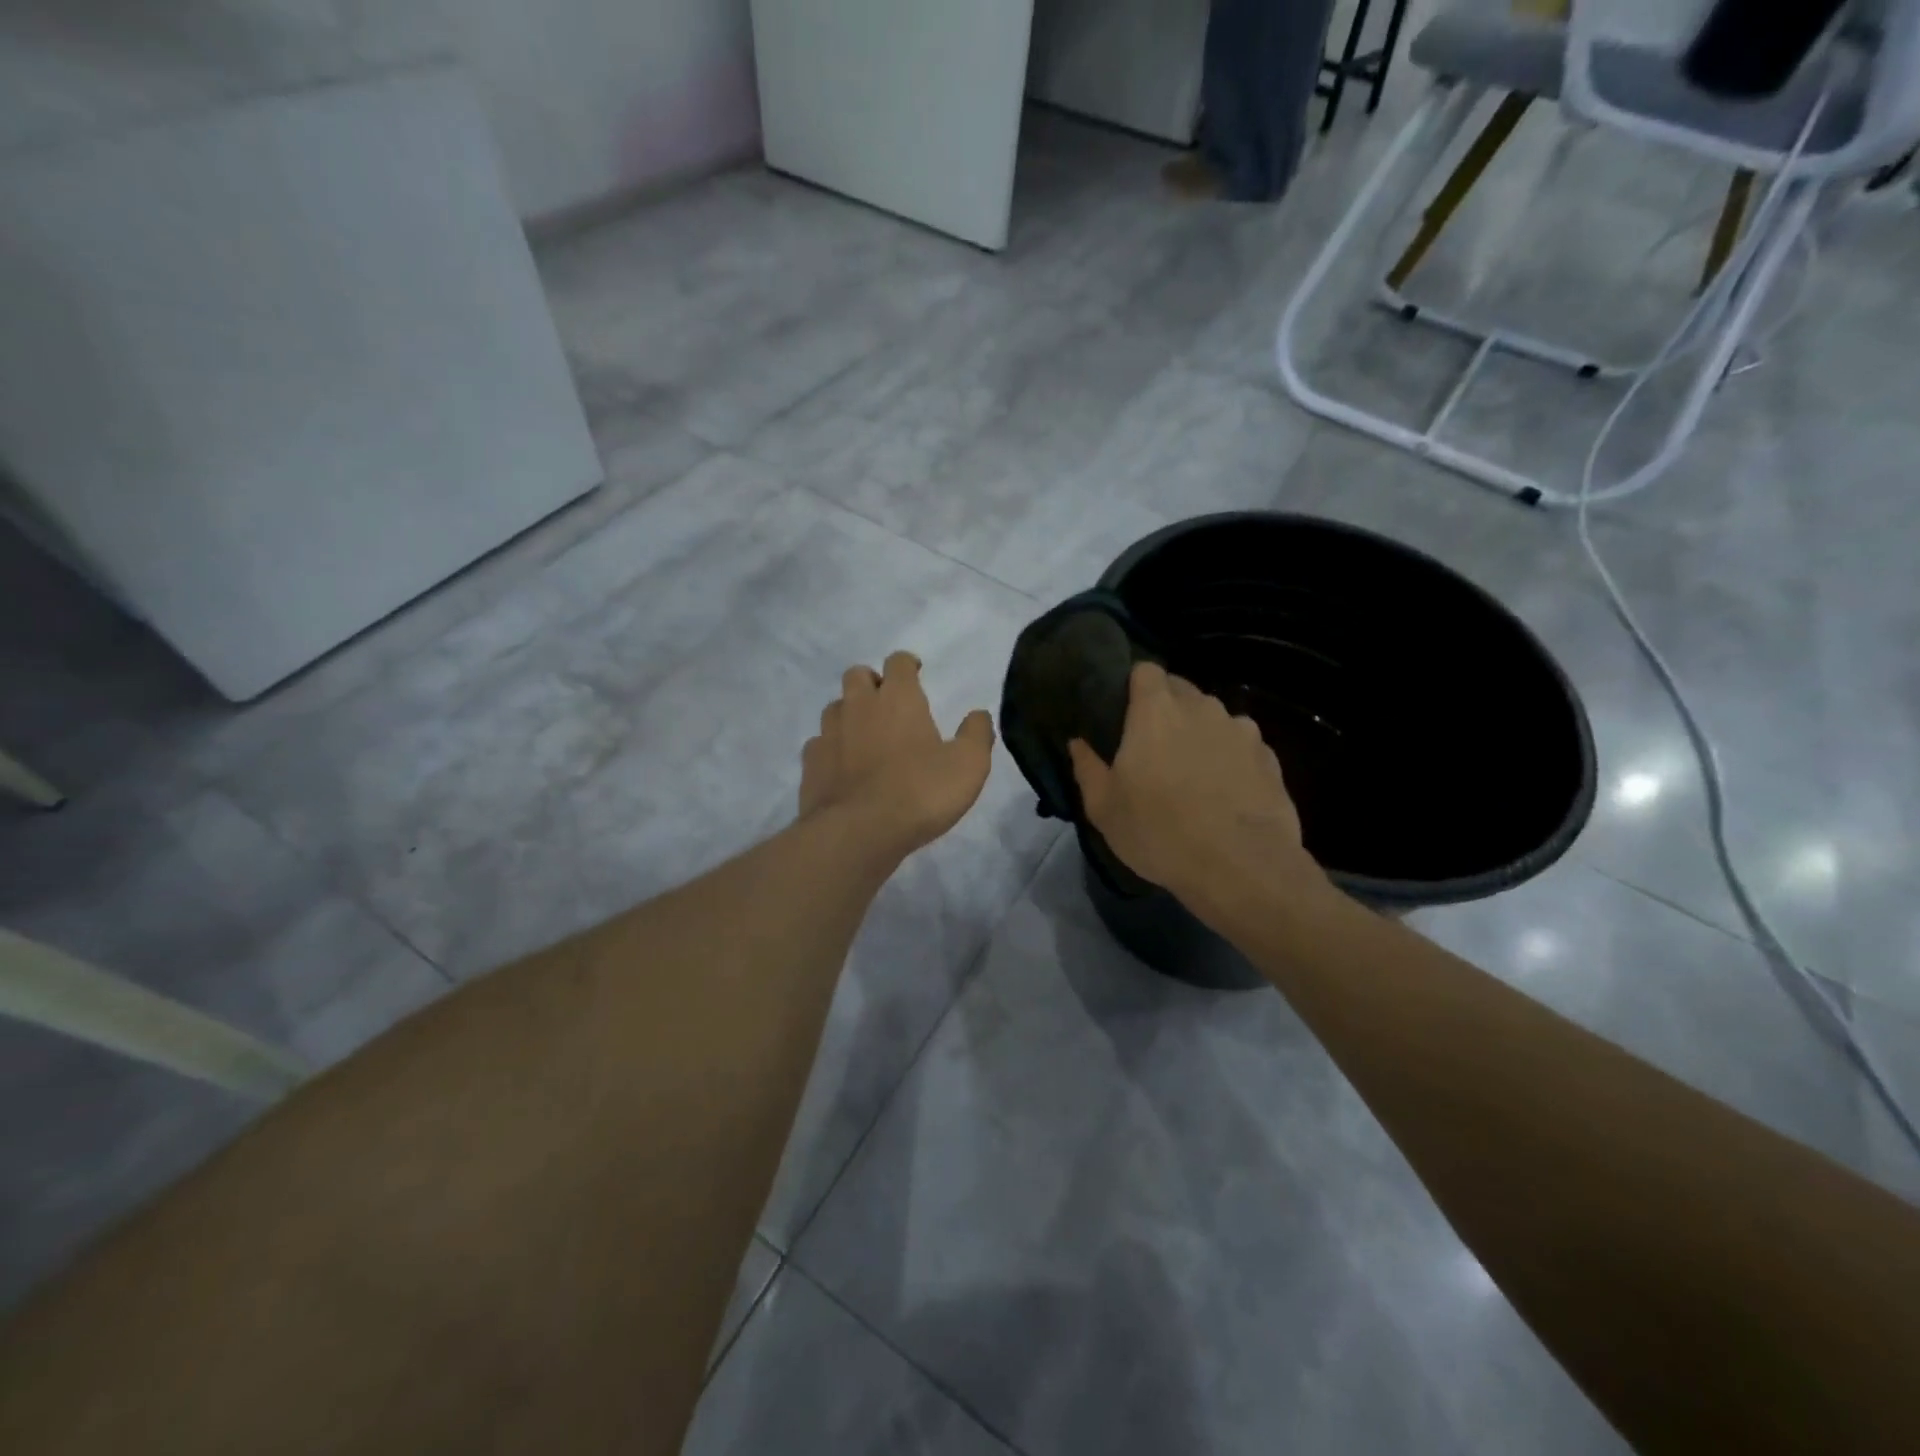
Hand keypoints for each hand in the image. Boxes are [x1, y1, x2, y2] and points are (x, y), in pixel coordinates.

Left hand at [801, 652, 996, 858]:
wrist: (858, 832)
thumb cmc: (920, 792)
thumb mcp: (968, 765)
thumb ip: (976, 734)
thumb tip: (978, 715)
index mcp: (898, 698)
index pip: (898, 662)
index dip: (908, 664)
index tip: (916, 673)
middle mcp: (859, 706)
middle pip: (857, 675)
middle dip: (872, 682)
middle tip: (888, 703)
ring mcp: (829, 733)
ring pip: (835, 708)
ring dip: (849, 714)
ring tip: (865, 736)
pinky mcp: (810, 763)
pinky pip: (819, 744)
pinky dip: (831, 748)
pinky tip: (842, 767)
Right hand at [1068, 663, 1323, 917]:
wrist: (1240, 867)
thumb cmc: (1159, 832)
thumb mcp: (1104, 808)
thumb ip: (1087, 767)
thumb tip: (1077, 743)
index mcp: (1156, 711)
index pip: (1145, 670)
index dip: (1134, 685)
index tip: (1125, 711)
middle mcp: (1202, 708)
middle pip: (1181, 690)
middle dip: (1167, 708)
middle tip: (1153, 746)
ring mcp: (1241, 730)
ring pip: (1214, 718)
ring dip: (1200, 733)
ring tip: (1192, 772)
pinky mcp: (1269, 757)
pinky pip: (1242, 745)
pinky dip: (1230, 758)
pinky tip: (1225, 793)